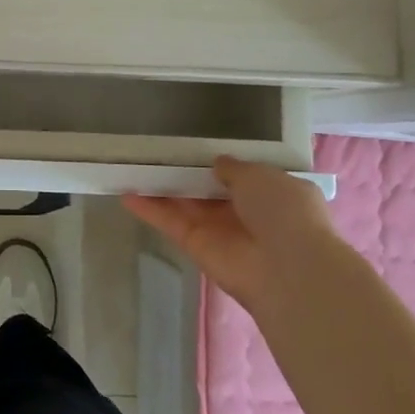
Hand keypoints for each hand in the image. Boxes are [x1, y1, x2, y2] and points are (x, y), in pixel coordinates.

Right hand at [124, 158, 341, 320]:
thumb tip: (218, 162)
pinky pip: (171, 223)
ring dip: (161, 187)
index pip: (242, 175)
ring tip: (132, 165)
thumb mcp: (262, 175)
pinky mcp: (197, 247)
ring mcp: (220, 231)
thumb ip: (234, 167)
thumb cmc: (284, 211)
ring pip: (186, 205)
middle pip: (208, 189)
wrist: (288, 268)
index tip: (194, 145)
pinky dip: (149, 210)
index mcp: (272, 192)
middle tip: (155, 151)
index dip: (220, 162)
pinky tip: (125, 192)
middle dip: (186, 172)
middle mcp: (246, 213)